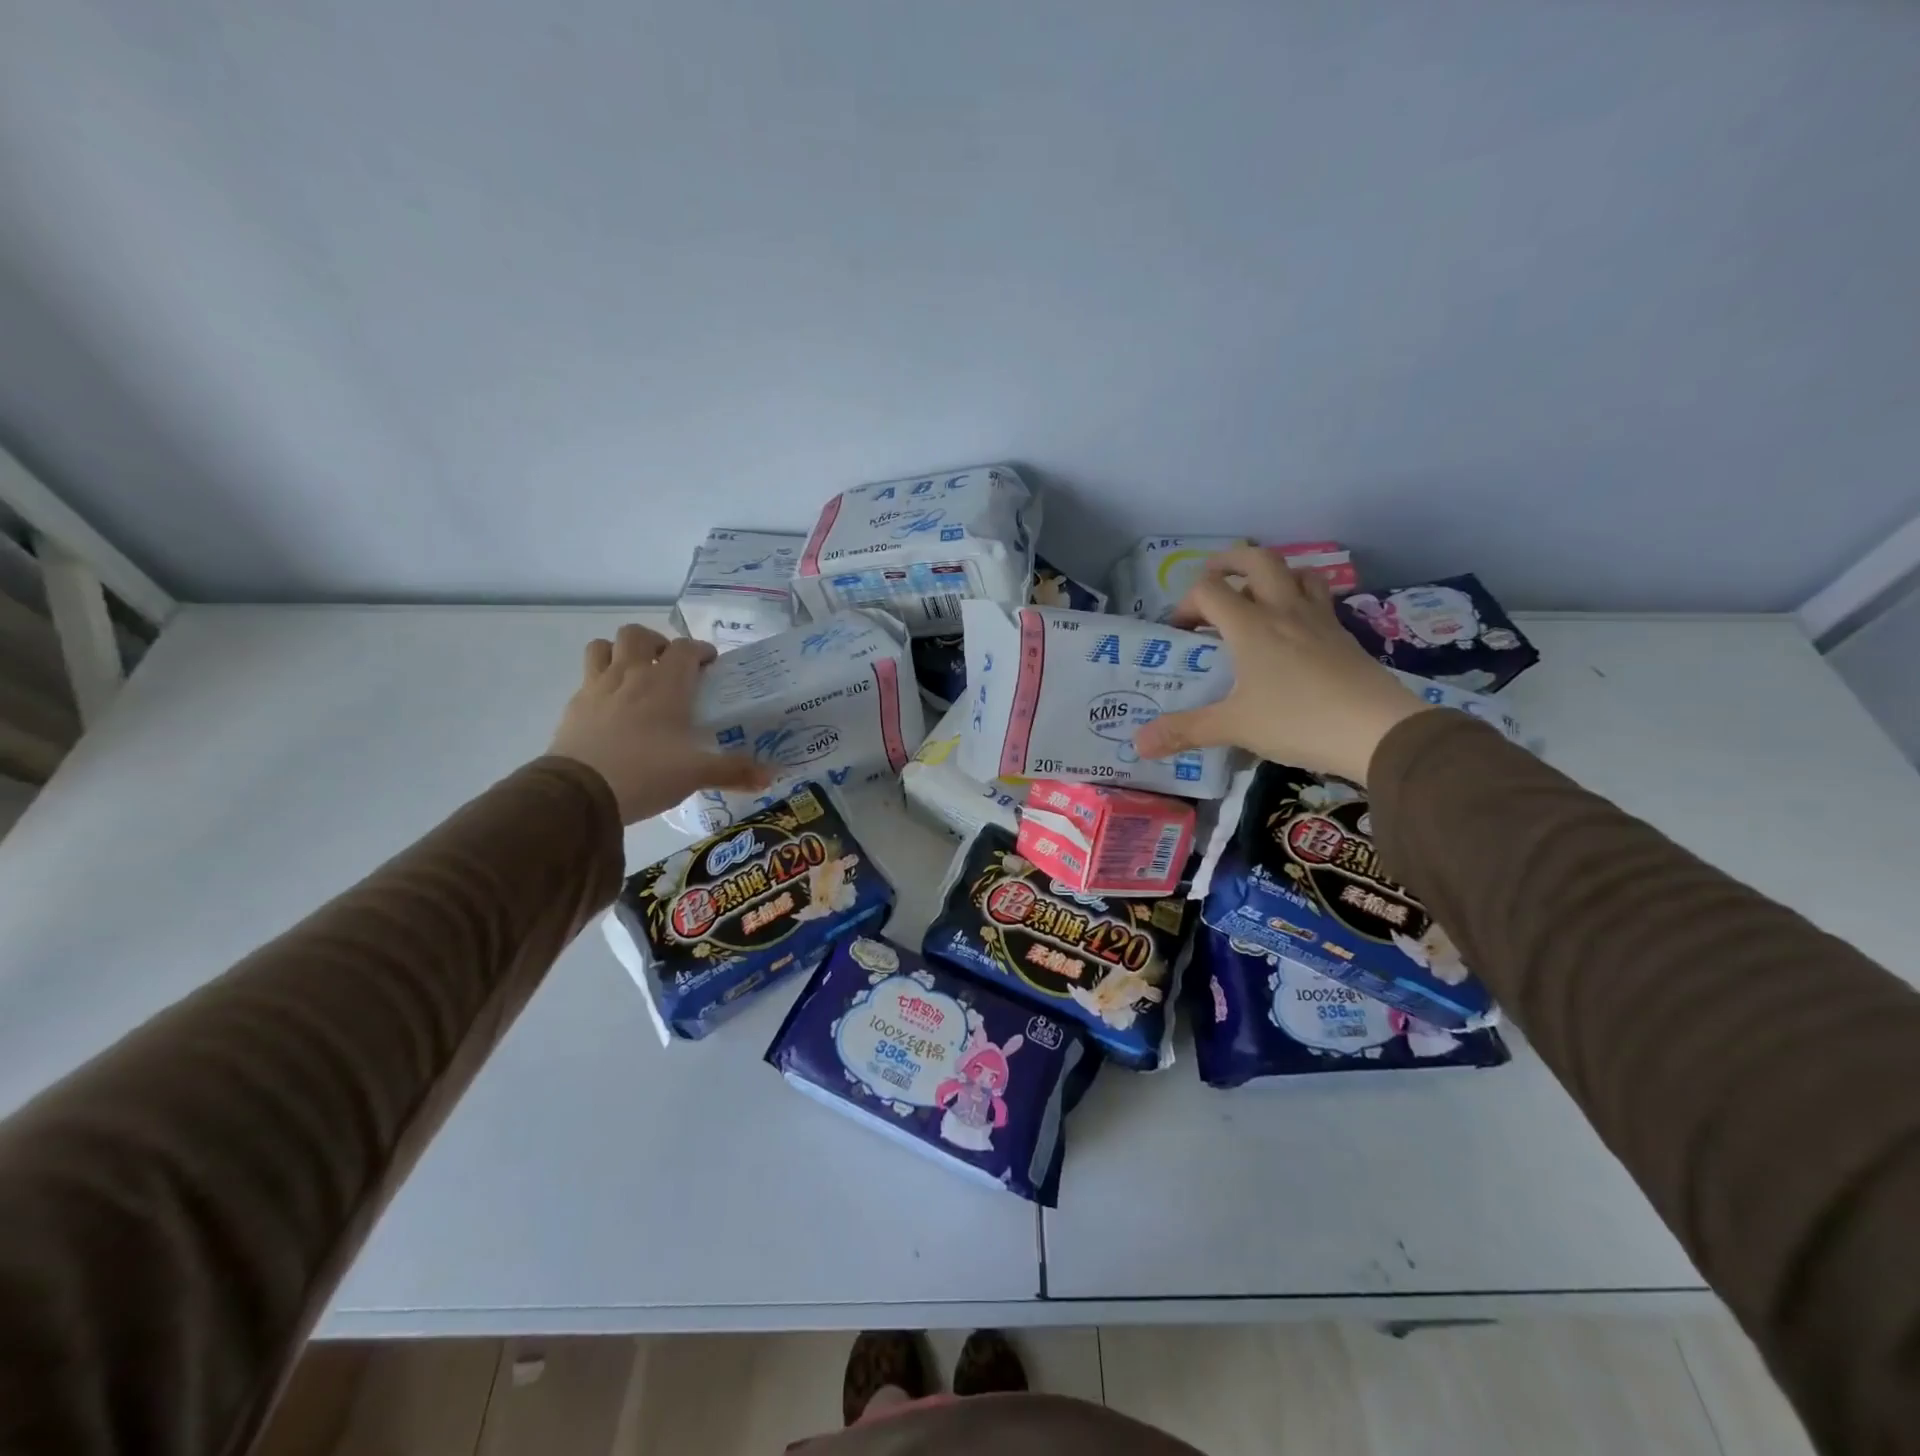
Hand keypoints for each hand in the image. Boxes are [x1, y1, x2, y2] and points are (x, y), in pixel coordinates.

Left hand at [548, 624, 771, 823]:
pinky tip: (612, 706)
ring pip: (604, 646)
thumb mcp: (696, 774)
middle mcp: (631, 675)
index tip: (710, 665)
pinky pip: (587, 677)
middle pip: (638, 635)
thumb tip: (771, 776)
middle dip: (656, 643)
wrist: (580, 792)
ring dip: (620, 652)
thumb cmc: (646, 773)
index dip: (700, 651)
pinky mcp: (574, 705)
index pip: (686, 648)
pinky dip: (602, 681)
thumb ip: (734, 771)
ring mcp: (598, 687)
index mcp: (666, 685)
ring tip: (635, 675)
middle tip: (670, 666)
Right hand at [1133, 547, 1429, 783]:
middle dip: (1228, 562)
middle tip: (1212, 579)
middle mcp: (1284, 610)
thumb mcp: (1234, 727)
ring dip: (1272, 575)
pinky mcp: (1344, 636)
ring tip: (1256, 596)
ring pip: (1296, 572)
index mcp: (1251, 625)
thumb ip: (1185, 730)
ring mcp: (1319, 620)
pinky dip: (1300, 600)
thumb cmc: (1297, 721)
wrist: (1377, 730)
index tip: (1181, 632)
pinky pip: (1319, 600)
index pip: (1209, 589)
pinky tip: (1295, 630)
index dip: (1187, 603)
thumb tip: (1138, 744)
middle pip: (1256, 560)